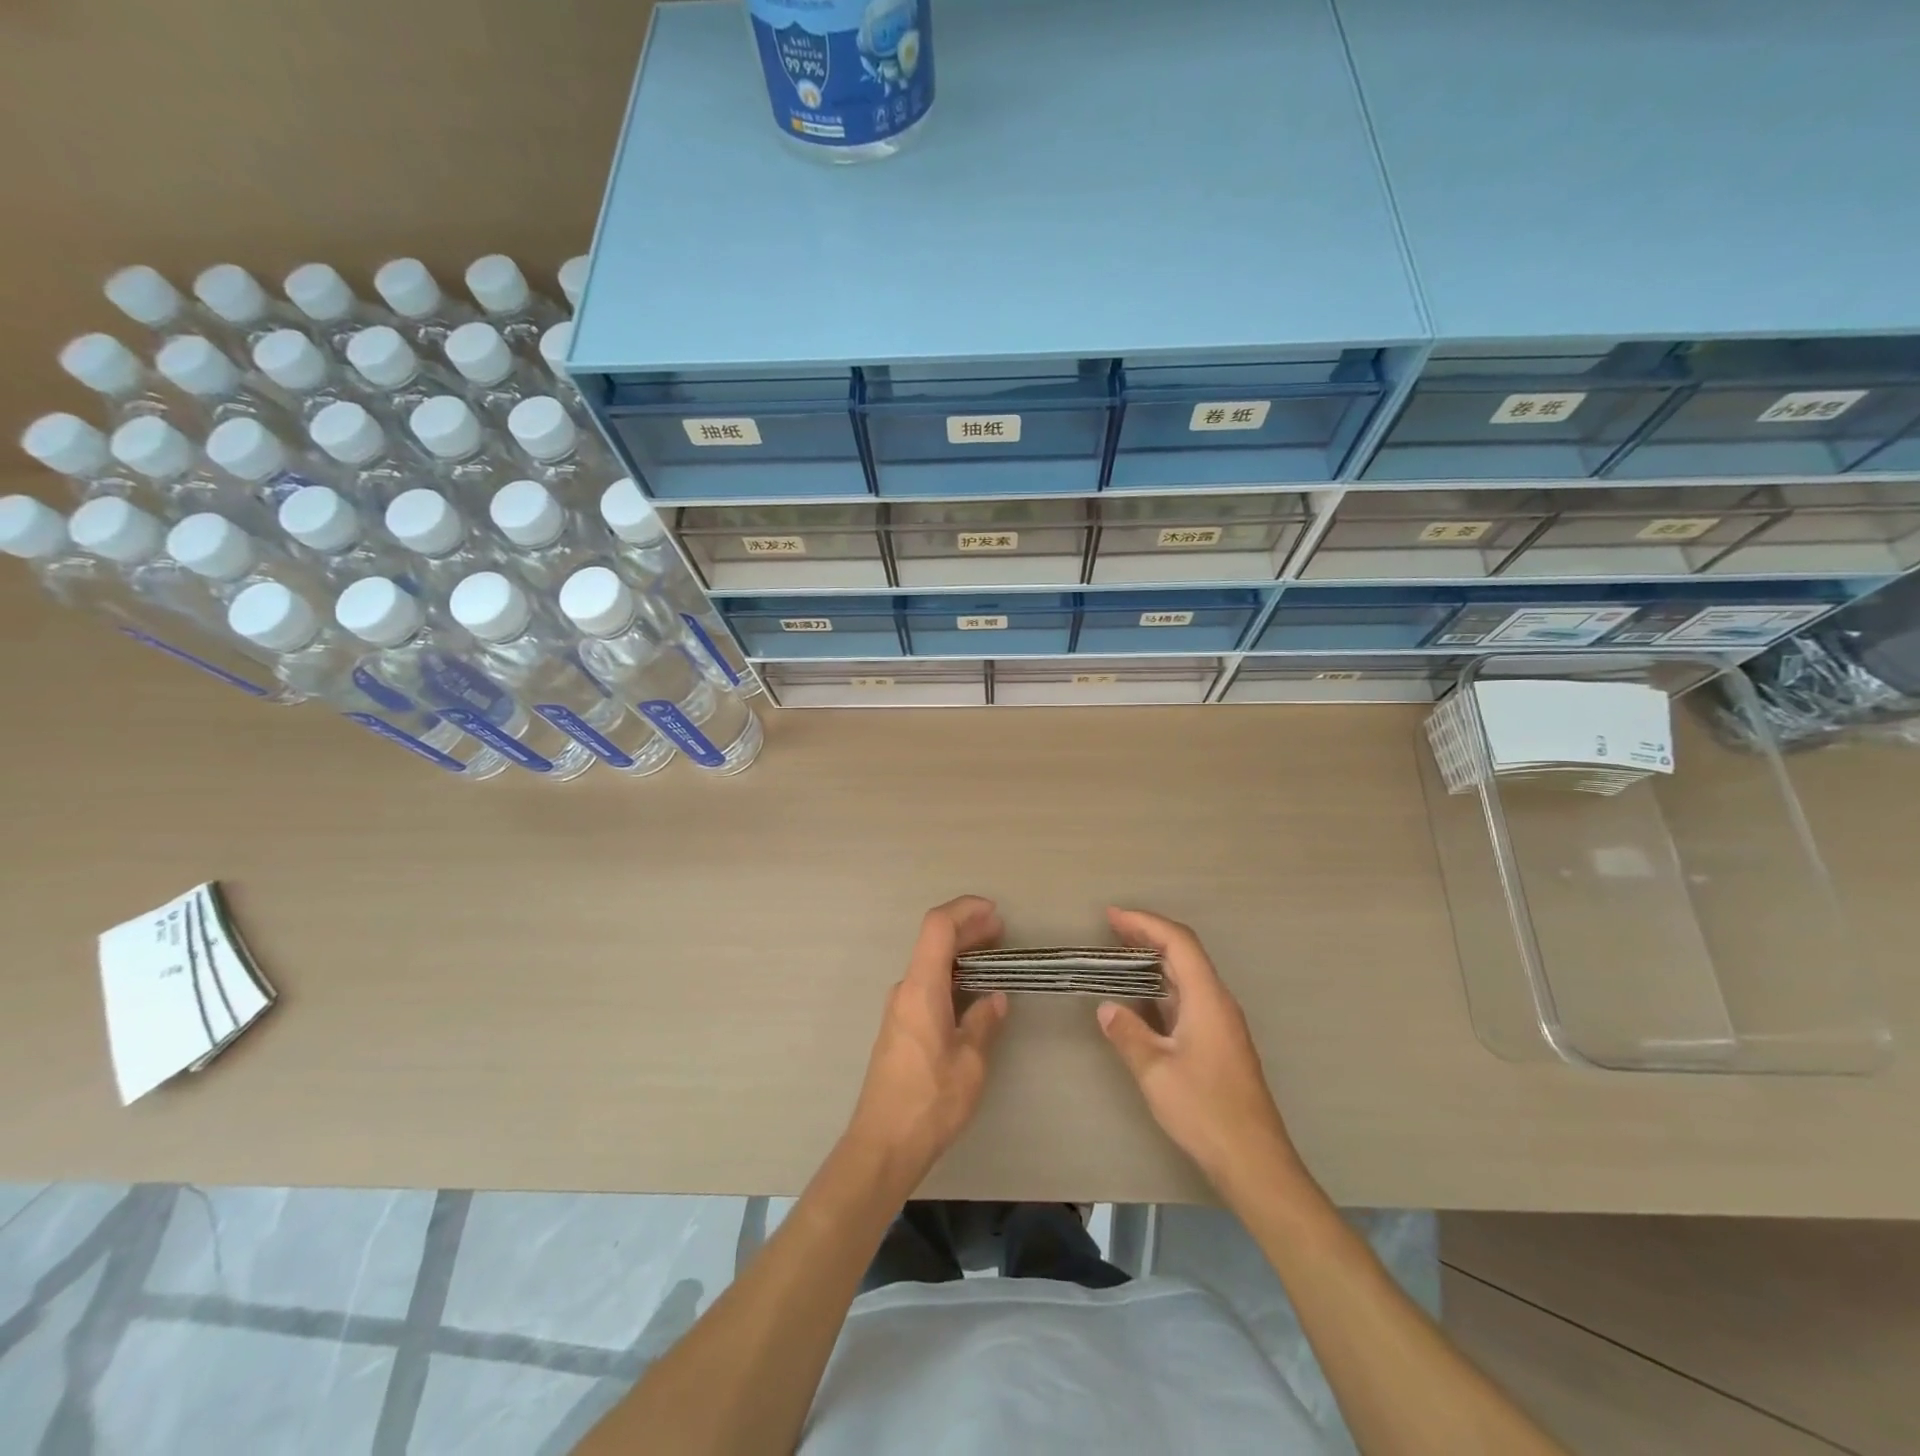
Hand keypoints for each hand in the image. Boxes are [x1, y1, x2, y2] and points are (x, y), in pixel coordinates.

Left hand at [847, 896, 1008, 1179]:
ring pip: (929, 963)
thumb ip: (984, 1023)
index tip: (994, 912)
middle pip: (933, 942)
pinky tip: (971, 991)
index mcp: (921, 989)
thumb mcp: (970, 1063)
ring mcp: (899, 1008)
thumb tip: (994, 998)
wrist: (883, 1144)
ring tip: (993, 957)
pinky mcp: (899, 1027)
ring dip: (959, 953)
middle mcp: (905, 990)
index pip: (937, 927)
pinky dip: (950, 975)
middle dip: (967, 929)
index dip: (965, 910)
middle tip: (1002, 932)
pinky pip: (926, 985)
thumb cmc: (930, 1102)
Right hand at [1097, 908, 1304, 1194]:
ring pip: (1187, 977)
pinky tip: (1142, 1000)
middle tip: (1110, 929)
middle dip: (1147, 936)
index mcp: (1207, 999)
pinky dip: (1162, 987)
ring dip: (1154, 961)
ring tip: (1120, 956)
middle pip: (1185, 954)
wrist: (1254, 1161)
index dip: (1145, 923)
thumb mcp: (1155, 1071)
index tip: (1112, 916)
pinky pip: (1188, 998)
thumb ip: (1128, 1034)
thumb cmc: (1205, 1110)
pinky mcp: (1219, 1043)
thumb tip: (1107, 1008)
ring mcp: (1221, 1023)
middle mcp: (1218, 1002)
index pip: (1178, 943)